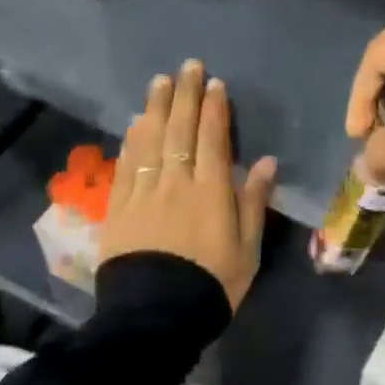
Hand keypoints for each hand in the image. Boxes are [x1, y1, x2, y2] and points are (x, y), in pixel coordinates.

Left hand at [101, 59, 277, 309]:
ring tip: (159, 82)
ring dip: (156, 108)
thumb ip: (253, 202)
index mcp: (211, 192)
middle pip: (180, 130)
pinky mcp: (118, 208)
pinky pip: (126, 164)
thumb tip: (265, 162)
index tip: (214, 84)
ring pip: (150, 140)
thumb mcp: (247, 250)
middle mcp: (176, 182)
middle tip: (188, 66)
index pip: (212, 139)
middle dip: (185, 95)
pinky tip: (135, 123)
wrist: (155, 317)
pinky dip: (132, 140)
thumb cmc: (211, 285)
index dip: (214, 109)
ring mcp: (143, 193)